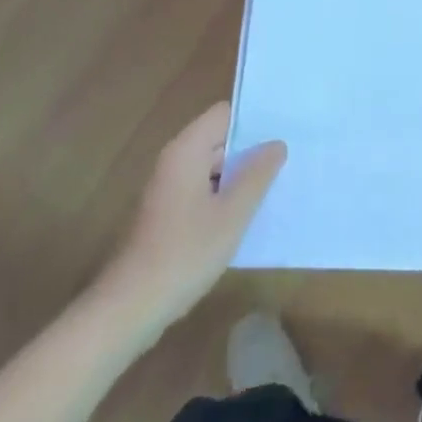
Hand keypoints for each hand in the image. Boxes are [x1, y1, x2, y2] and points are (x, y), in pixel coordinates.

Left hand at [99, 102, 285, 325]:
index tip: (285, 133)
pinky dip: (224, 196)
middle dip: (251, 150)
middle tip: (290, 160)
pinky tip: (248, 215)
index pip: (224, 114)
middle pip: (218, 139)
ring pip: (212, 167)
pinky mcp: (167, 213)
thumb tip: (276, 144)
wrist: (131, 307)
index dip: (254, 121)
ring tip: (277, 186)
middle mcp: (174, 160)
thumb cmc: (186, 253)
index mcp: (186, 150)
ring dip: (240, 176)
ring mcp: (168, 188)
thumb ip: (257, 175)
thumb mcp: (233, 214)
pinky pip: (202, 190)